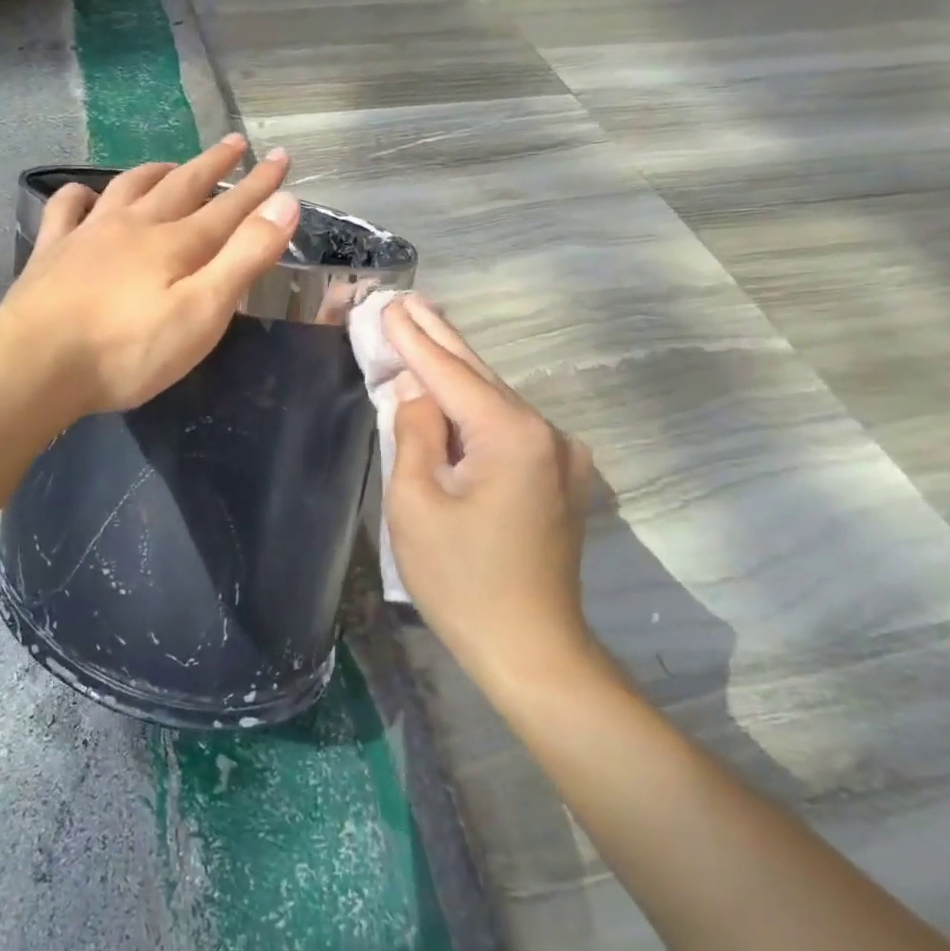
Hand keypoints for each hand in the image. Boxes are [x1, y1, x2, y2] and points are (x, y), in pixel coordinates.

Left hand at [0, 136, 299, 418]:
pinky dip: (81, 194)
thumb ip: (244, 258)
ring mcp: (88, 234)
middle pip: (182, 186)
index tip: (282, 158)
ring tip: (173, 164)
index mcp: (176, 244)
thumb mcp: (202, 312)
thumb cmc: (128, 350)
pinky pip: (67, 208)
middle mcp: (135, 226)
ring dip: (156, 171)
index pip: (229, 207)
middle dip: (213, 165)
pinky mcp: (51, 251)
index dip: (259, 185)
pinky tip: (86, 195)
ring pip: (128, 187)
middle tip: (235, 143)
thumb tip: (285, 203)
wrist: (36, 363)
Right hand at [381, 296, 597, 688]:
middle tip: (407, 301)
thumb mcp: (416, 504)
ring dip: (456, 371)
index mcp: (511, 435)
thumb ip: (414, 433)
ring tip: (423, 331)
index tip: (388, 304)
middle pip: (479, 376)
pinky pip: (509, 427)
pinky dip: (475, 406)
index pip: (449, 373)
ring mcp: (561, 455)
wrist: (532, 650)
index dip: (414, 339)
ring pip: (496, 400)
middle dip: (440, 338)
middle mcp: (547, 433)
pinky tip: (452, 390)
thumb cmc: (461, 581)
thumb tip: (417, 392)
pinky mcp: (561, 477)